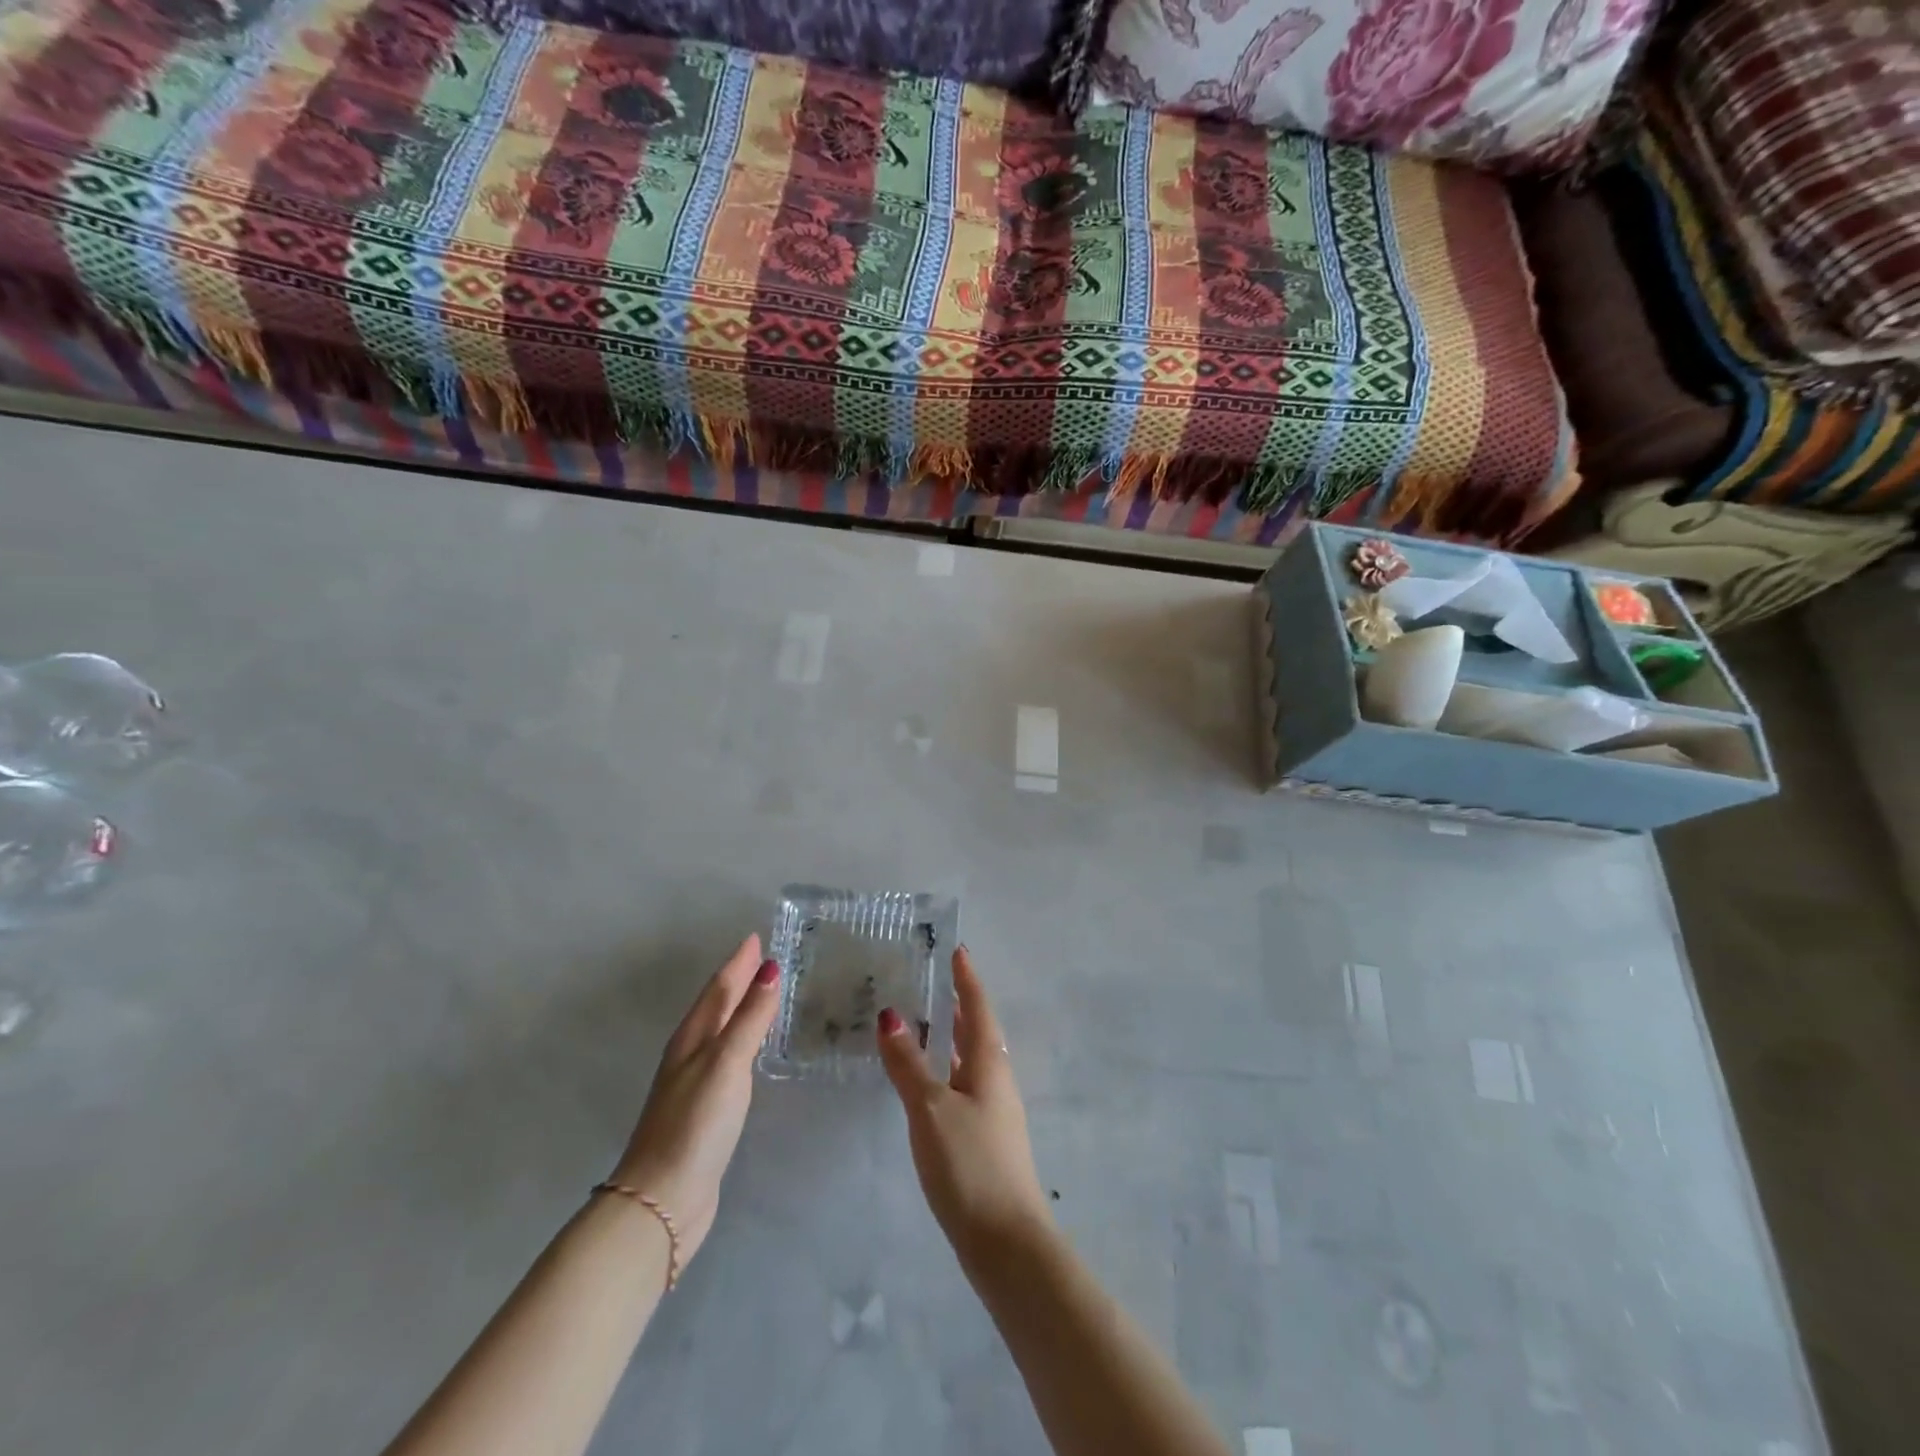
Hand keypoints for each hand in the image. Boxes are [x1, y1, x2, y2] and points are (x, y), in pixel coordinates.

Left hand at [612, 934, 779, 1266]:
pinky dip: (743, 1041)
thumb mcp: (726, 1063)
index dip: (738, 962)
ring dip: (741, 1008)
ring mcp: (695, 1083)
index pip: (719, 987)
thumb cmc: (696, 1124)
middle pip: (717, 1005)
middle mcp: (690, 1053)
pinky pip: (728, 1058)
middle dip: (739, 979)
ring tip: (764, 993)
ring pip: (722, 1031)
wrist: (663, 1200)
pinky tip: (753, 1049)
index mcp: (692, 1037)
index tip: (756, 936)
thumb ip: (750, 1017)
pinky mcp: (705, 1110)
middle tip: (765, 958)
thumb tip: (770, 967)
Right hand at [877, 947, 1053, 1268]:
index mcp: (990, 1062)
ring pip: (970, 1060)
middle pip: (978, 1031)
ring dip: (951, 1039)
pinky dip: (945, 1071)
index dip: (967, 979)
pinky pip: (962, 1087)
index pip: (978, 1007)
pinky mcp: (984, 1140)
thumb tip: (890, 1015)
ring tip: (923, 1025)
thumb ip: (909, 1063)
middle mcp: (996, 1079)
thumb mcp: (931, 1108)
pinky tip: (926, 1083)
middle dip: (959, 1005)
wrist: (1006, 1244)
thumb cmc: (970, 1163)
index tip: (957, 950)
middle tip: (932, 982)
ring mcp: (993, 1111)